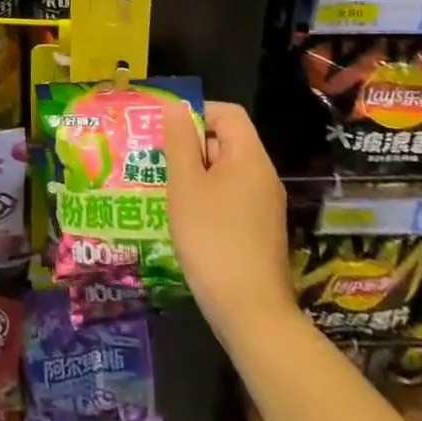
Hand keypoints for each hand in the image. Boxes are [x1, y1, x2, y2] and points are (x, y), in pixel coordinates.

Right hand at [160, 100, 294, 343]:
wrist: (251, 314)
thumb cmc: (212, 239)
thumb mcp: (186, 185)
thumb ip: (180, 141)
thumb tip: (177, 106)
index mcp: (249, 157)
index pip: (227, 113)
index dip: (197, 112)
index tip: (167, 131)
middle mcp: (263, 176)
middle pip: (226, 141)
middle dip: (190, 145)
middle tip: (157, 160)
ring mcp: (263, 206)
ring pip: (225, 172)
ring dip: (195, 175)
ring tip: (164, 188)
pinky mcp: (259, 231)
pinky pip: (230, 198)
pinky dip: (206, 198)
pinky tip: (183, 218)